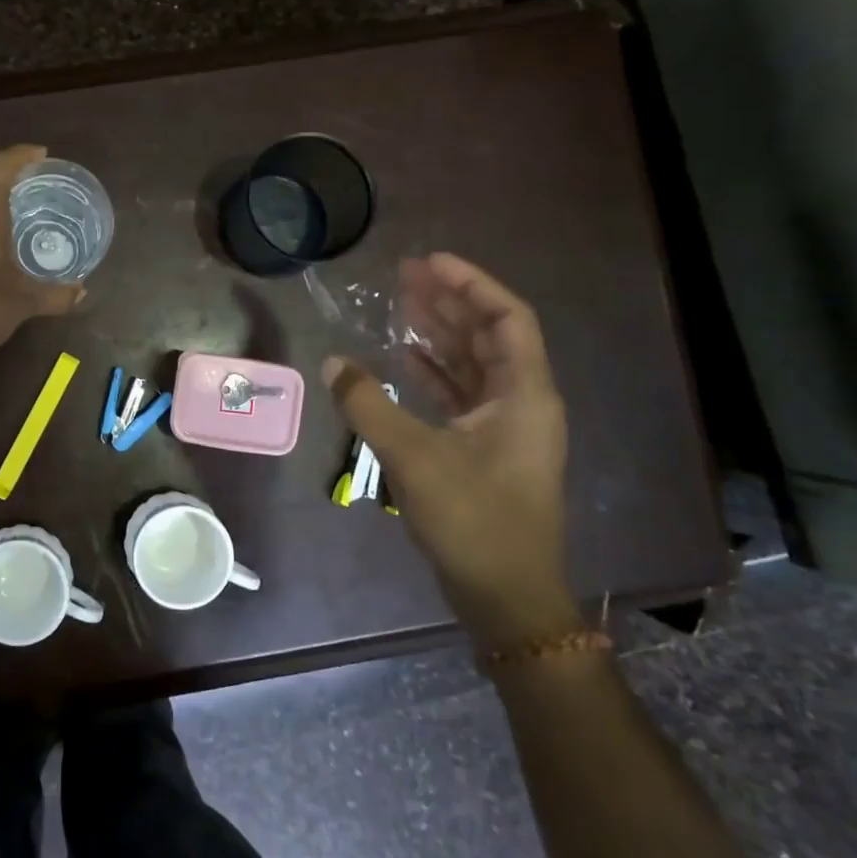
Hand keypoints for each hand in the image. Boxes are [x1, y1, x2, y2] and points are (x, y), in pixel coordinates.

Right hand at [323, 254, 578, 650]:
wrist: (505, 595)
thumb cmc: (473, 519)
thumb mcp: (413, 456)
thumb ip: (368, 404)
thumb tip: (332, 362)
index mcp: (524, 394)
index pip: (506, 319)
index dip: (470, 284)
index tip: (428, 262)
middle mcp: (521, 402)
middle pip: (488, 335)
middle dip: (448, 302)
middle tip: (405, 275)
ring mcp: (504, 427)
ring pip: (473, 364)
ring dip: (439, 334)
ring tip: (400, 304)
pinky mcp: (485, 448)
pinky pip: (460, 393)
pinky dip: (433, 372)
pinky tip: (402, 358)